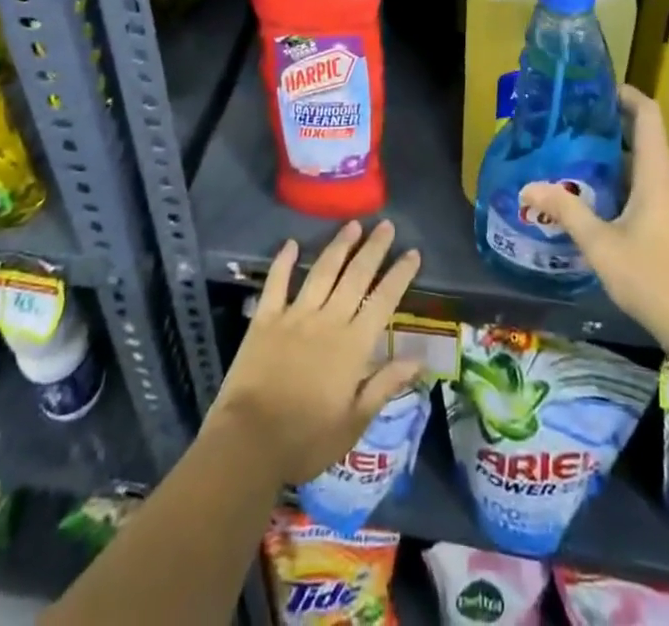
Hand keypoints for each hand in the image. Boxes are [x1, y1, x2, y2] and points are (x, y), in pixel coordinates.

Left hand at [206, 220, 424, 486]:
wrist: (250, 442)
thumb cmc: (306, 439)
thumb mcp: (354, 423)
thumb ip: (384, 385)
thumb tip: (418, 359)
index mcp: (353, 345)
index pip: (383, 301)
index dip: (399, 275)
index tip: (413, 252)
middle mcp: (328, 320)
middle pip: (356, 276)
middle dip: (374, 249)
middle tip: (386, 225)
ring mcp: (295, 316)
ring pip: (322, 271)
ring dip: (339, 246)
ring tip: (353, 225)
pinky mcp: (265, 319)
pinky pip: (276, 283)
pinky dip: (284, 261)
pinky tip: (291, 243)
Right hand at [520, 84, 668, 349]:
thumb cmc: (652, 276)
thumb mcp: (601, 244)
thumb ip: (566, 210)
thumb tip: (528, 186)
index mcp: (657, 172)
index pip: (648, 114)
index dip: (626, 94)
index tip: (597, 88)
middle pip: (644, 135)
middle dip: (610, 124)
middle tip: (571, 121)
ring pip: (645, 162)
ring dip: (615, 154)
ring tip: (575, 152)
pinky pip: (649, 183)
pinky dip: (624, 177)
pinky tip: (596, 192)